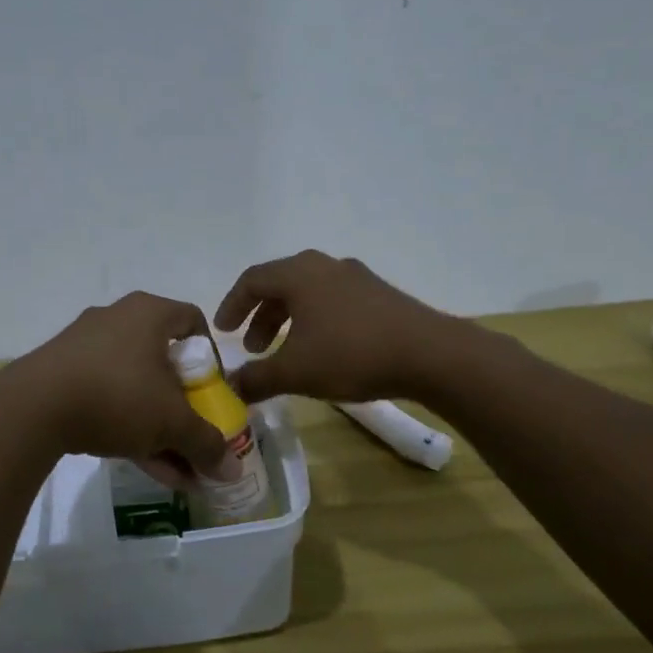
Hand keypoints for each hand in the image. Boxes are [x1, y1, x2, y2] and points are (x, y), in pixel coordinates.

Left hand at [0, 292, 232, 484]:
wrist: (32, 408)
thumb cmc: (117, 395)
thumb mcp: (171, 423)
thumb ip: (206, 443)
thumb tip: (232, 471)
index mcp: (148, 313)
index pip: (192, 320)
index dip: (210, 356)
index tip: (213, 391)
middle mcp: (116, 320)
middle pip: (163, 360)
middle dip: (183, 406)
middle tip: (194, 435)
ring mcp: (84, 346)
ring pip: (134, 385)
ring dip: (157, 426)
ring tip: (175, 469)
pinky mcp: (60, 373)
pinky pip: (105, 396)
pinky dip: (126, 426)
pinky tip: (142, 466)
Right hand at [215, 250, 448, 403]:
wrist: (429, 354)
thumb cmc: (351, 354)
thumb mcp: (295, 372)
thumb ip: (257, 379)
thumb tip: (231, 387)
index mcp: (298, 274)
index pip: (251, 280)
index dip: (231, 305)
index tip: (222, 332)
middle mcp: (324, 265)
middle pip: (280, 285)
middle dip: (260, 316)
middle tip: (253, 348)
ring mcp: (356, 277)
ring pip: (308, 293)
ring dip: (288, 320)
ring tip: (285, 352)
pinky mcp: (379, 294)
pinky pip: (333, 301)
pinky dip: (315, 321)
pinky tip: (323, 349)